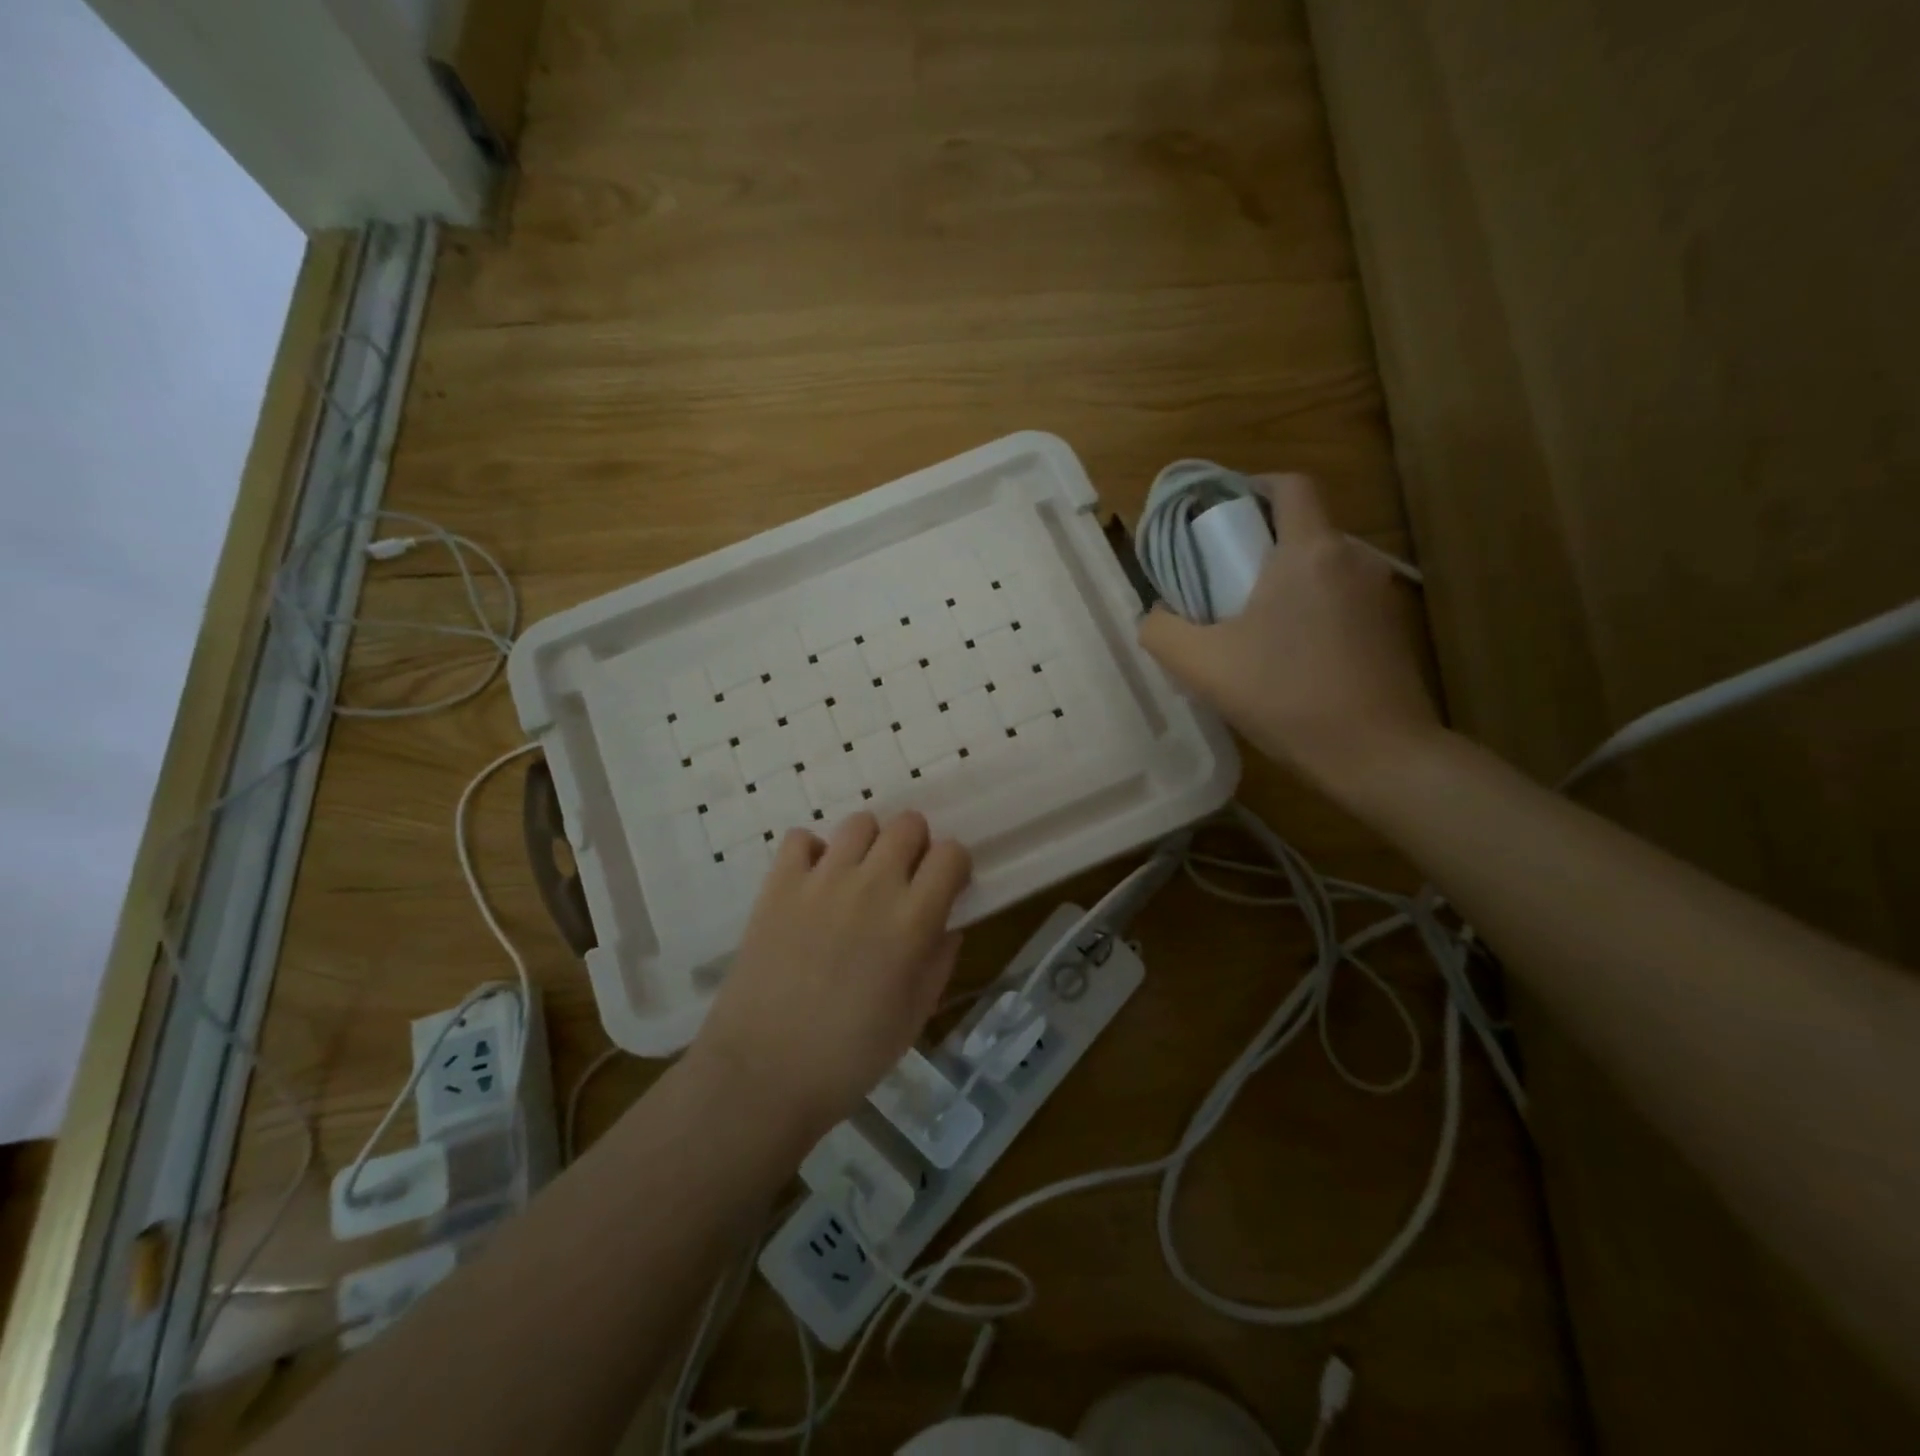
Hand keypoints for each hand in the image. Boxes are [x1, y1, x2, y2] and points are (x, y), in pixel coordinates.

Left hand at [692, 811, 971, 1139]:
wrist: (764, 1073)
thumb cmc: (851, 1056)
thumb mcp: (914, 1015)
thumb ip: (939, 961)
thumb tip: (945, 925)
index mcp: (913, 919)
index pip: (951, 854)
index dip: (954, 866)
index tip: (945, 887)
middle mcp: (872, 885)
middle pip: (909, 824)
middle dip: (916, 845)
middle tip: (903, 880)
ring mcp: (822, 879)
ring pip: (859, 823)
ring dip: (868, 844)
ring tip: (858, 877)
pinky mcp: (779, 884)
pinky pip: (801, 839)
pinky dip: (812, 853)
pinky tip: (812, 884)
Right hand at [1137, 473, 1442, 799]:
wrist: (1377, 754)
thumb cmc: (1286, 697)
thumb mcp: (1202, 666)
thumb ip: (1162, 631)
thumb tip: (1156, 615)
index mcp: (1310, 551)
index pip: (1290, 485)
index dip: (1253, 486)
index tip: (1222, 517)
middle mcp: (1353, 560)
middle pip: (1303, 528)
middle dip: (1260, 545)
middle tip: (1222, 584)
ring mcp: (1380, 595)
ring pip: (1322, 568)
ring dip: (1286, 583)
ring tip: (1253, 628)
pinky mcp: (1392, 630)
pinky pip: (1341, 601)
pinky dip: (1312, 611)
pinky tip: (1291, 658)